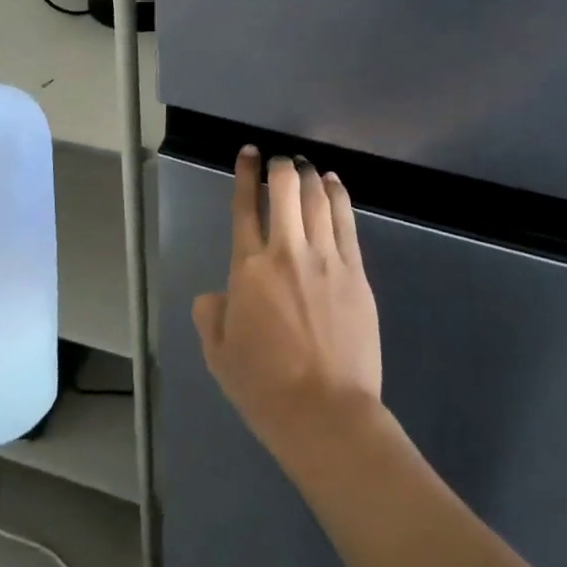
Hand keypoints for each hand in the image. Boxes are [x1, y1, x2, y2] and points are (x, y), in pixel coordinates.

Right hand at [193, 148, 382, 464]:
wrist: (326, 414)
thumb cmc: (264, 387)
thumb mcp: (219, 353)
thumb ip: (211, 314)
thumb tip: (216, 295)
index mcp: (248, 268)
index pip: (244, 206)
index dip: (245, 173)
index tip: (249, 152)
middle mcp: (287, 252)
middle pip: (285, 190)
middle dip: (281, 166)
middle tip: (279, 161)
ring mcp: (326, 259)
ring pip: (318, 199)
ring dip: (309, 176)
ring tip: (305, 166)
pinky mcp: (355, 273)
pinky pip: (347, 222)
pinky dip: (339, 196)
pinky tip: (334, 184)